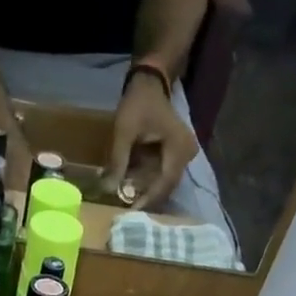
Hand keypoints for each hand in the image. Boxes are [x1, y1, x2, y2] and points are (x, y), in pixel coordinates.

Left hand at [105, 70, 198, 211]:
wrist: (150, 83)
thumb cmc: (138, 103)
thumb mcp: (124, 131)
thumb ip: (118, 161)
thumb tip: (108, 189)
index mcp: (178, 148)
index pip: (165, 183)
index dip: (148, 199)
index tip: (131, 212)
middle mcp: (187, 154)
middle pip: (167, 186)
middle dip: (146, 198)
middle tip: (127, 211)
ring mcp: (184, 155)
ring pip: (165, 182)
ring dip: (147, 191)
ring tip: (128, 201)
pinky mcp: (177, 155)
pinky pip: (164, 174)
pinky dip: (149, 182)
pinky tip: (134, 187)